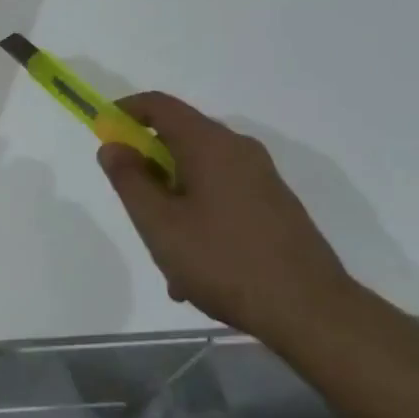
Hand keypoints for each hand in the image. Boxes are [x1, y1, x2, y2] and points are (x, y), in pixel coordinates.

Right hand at [96, 92, 355, 345]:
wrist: (313, 312)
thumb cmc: (224, 261)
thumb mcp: (159, 224)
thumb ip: (129, 179)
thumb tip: (113, 145)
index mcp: (209, 144)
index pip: (159, 105)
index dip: (126, 110)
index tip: (104, 131)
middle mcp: (238, 150)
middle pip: (181, 139)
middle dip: (150, 167)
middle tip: (134, 205)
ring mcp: (263, 178)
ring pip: (201, 174)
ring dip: (174, 200)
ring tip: (166, 255)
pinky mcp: (277, 206)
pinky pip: (224, 196)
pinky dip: (201, 215)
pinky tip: (198, 268)